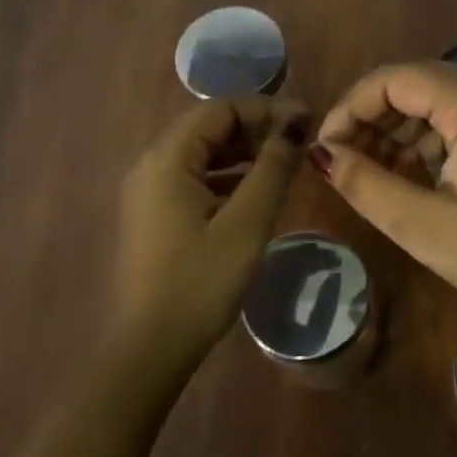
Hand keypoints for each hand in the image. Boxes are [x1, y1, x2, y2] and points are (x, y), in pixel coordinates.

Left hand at [110, 97, 309, 380]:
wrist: (151, 347)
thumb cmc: (201, 281)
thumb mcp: (246, 223)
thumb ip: (272, 168)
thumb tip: (295, 125)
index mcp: (167, 159)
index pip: (220, 109)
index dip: (266, 109)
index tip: (307, 123)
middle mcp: (151, 166)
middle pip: (209, 128)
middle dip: (256, 130)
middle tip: (299, 145)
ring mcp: (149, 192)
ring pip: (202, 155)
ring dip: (243, 154)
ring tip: (285, 166)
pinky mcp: (154, 216)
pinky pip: (194, 180)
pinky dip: (227, 178)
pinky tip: (256, 195)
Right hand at [314, 63, 456, 378]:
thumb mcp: (422, 226)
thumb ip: (365, 183)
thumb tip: (318, 154)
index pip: (395, 79)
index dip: (351, 107)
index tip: (324, 150)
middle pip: (412, 84)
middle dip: (368, 118)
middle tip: (338, 163)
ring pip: (429, 103)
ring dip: (391, 131)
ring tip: (362, 174)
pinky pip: (449, 123)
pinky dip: (417, 144)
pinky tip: (398, 178)